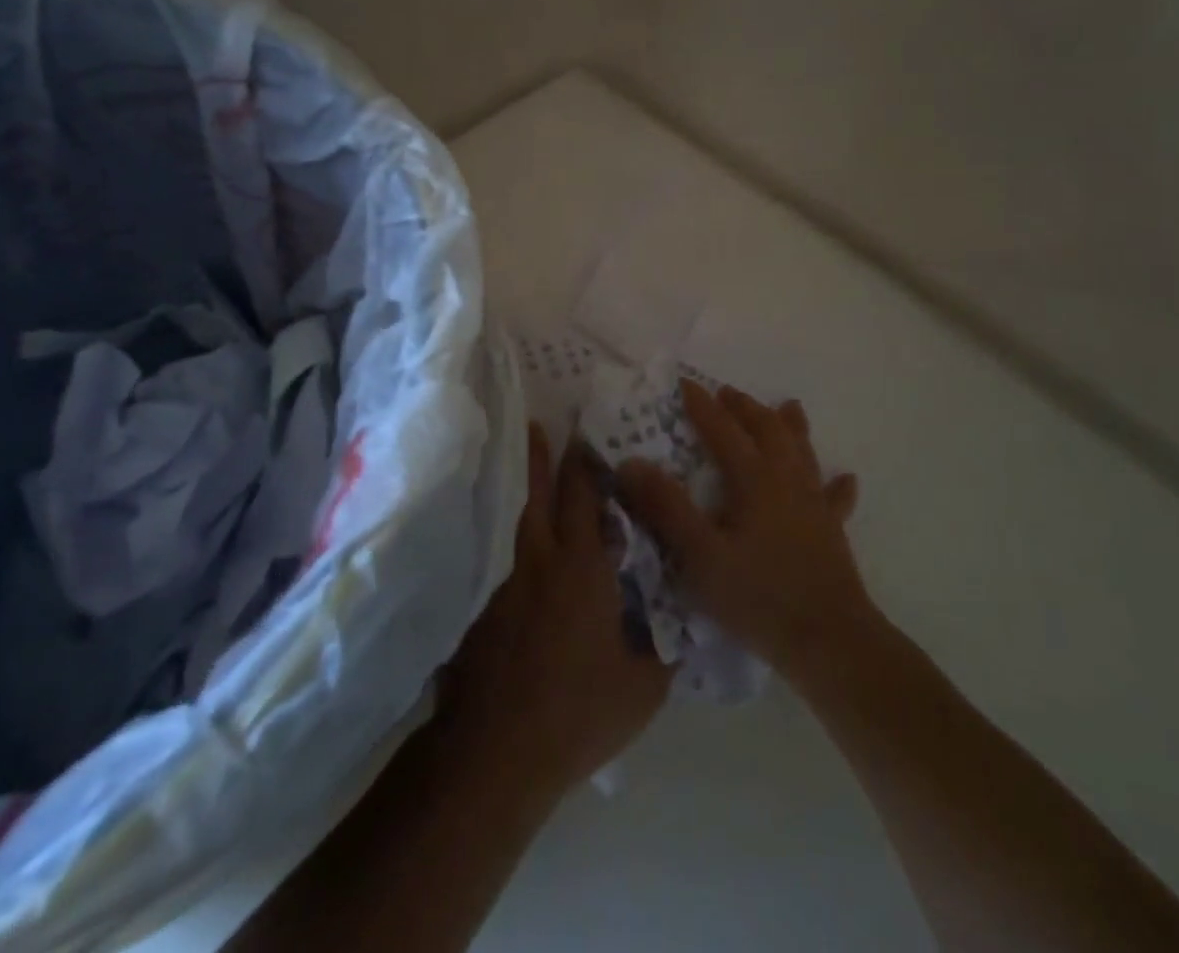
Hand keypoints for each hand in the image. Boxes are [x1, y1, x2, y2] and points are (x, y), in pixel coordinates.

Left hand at [438, 424, 672, 799]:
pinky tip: (525, 556)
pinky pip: (509, 561)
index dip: (586, 462)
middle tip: (545, 424)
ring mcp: (508, 585)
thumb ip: (669, 642)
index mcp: (583, 567)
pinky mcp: (487, 611)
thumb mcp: (645, 685)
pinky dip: (520, 544)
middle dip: (546, 457)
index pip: (584, 496)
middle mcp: (541, 561)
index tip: (589, 431)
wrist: (496, 754)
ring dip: (529, 491)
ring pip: (521, 522)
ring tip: (535, 471)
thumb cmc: (579, 712)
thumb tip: (691, 613)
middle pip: (542, 494)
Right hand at [616, 381, 868, 677]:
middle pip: (767, 430)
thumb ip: (667, 507)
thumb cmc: (758, 596)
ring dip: (791, 426)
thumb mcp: (700, 555)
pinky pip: (835, 498)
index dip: (702, 406)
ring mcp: (814, 504)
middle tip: (727, 393)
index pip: (723, 430)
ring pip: (803, 452)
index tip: (684, 383)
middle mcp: (787, 481)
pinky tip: (846, 478)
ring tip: (788, 406)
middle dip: (745, 408)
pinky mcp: (832, 531)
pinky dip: (837, 484)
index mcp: (754, 479)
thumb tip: (631, 462)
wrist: (829, 641)